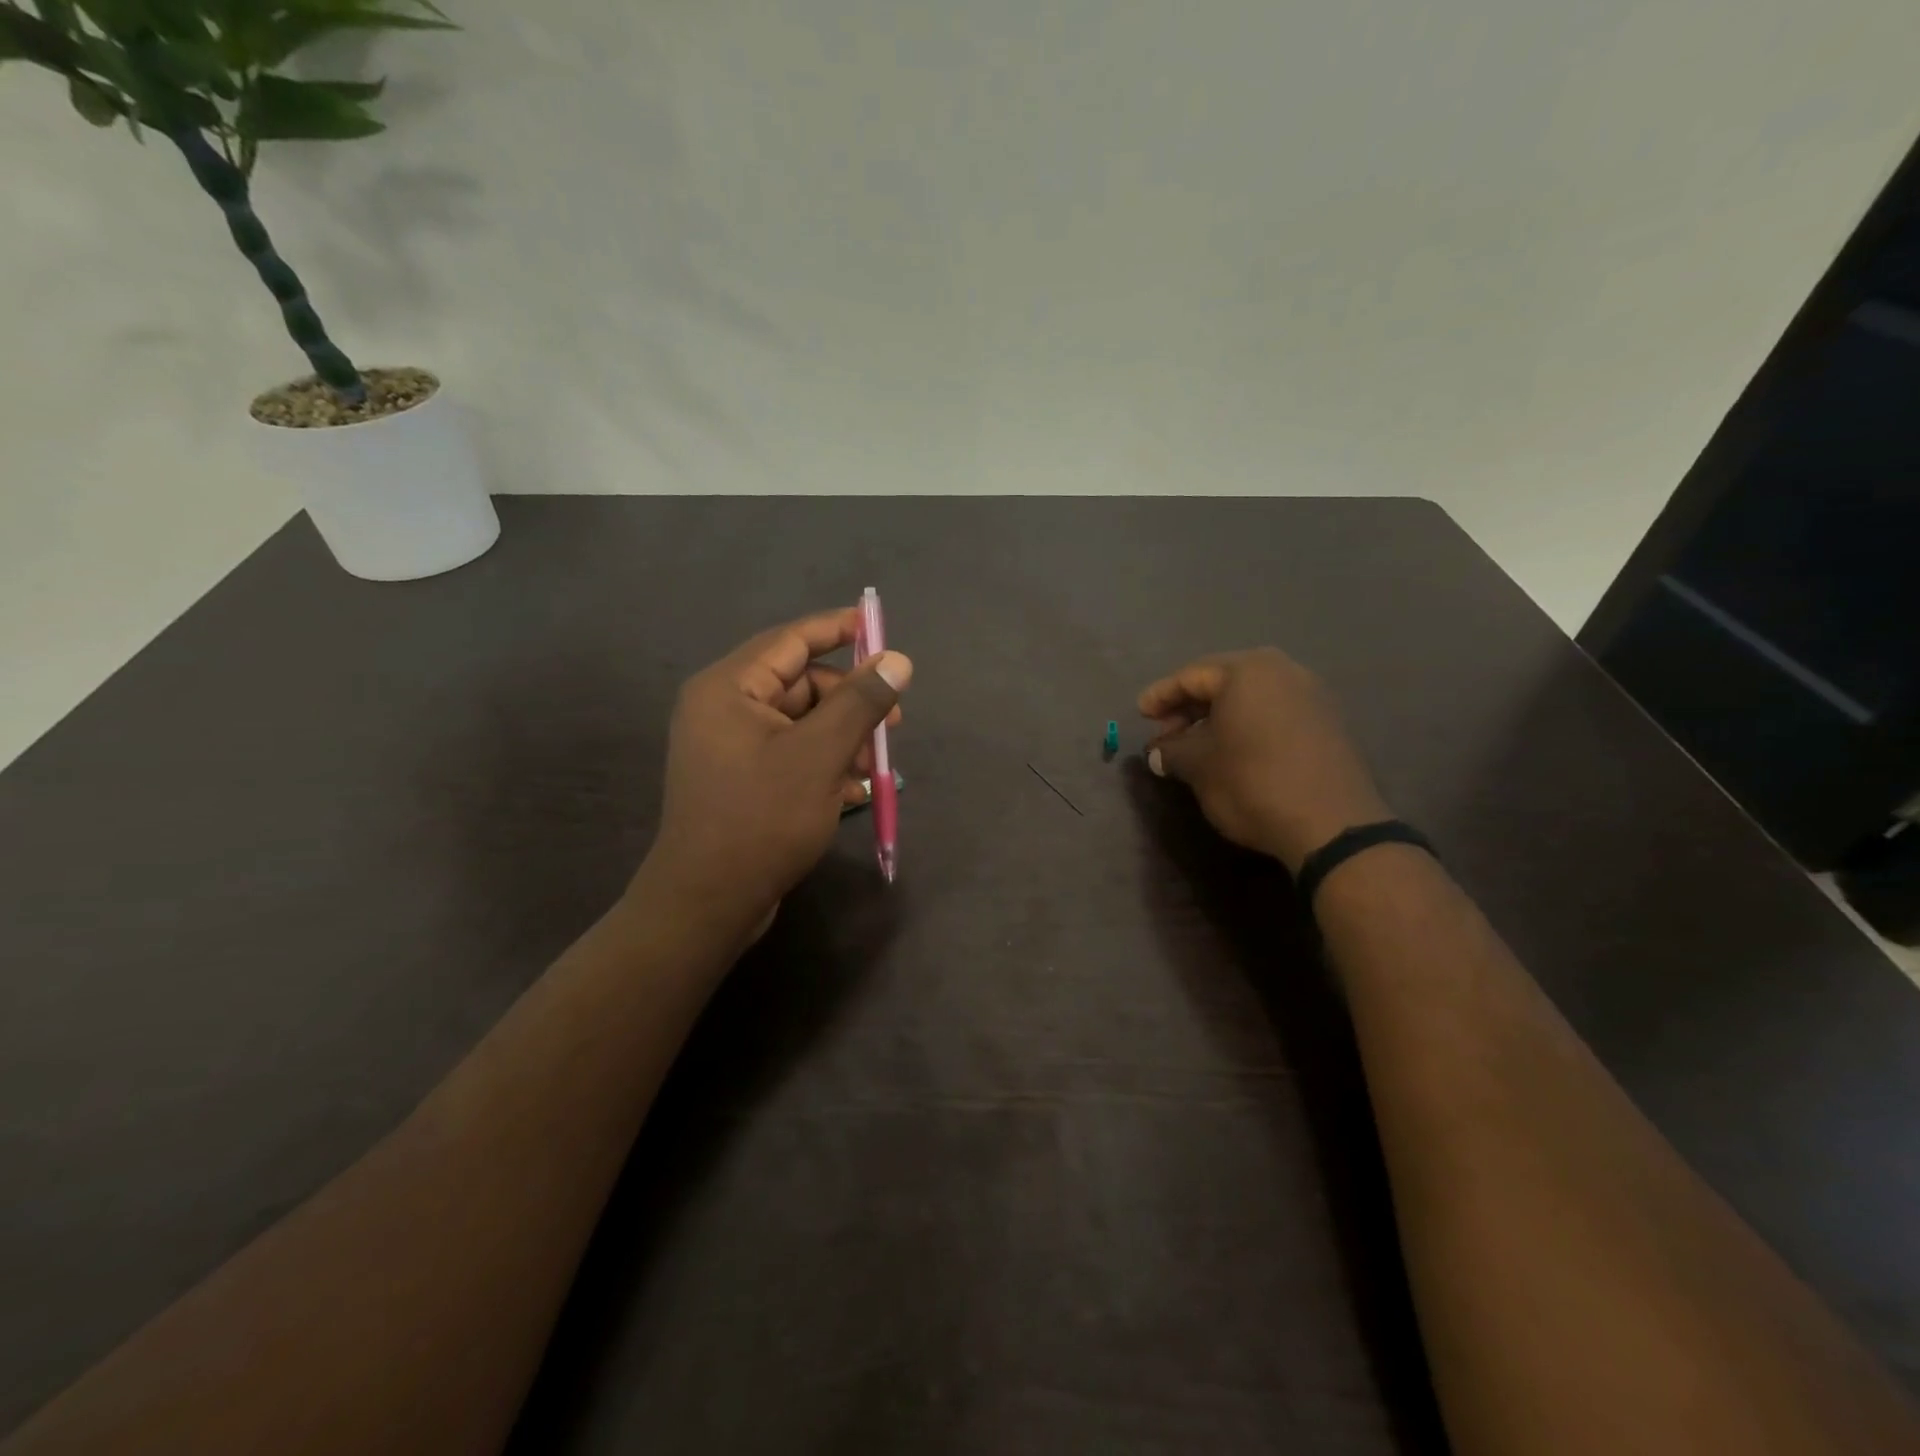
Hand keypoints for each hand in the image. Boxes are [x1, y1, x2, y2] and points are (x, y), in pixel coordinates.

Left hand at [635, 608, 911, 945]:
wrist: (708, 903)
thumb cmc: (762, 819)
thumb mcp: (821, 754)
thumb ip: (860, 701)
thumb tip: (897, 659)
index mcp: (729, 688)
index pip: (791, 640)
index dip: (838, 629)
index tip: (880, 628)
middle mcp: (723, 709)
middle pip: (800, 684)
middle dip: (850, 702)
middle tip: (893, 725)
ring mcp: (730, 747)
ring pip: (801, 723)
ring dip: (842, 738)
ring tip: (873, 769)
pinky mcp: (741, 780)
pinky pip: (791, 754)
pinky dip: (824, 763)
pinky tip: (854, 791)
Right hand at [1139, 648, 1388, 871]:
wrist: (1331, 825)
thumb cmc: (1252, 782)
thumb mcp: (1199, 766)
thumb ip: (1172, 751)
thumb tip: (1158, 752)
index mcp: (1248, 670)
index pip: (1191, 676)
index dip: (1161, 696)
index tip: (1140, 714)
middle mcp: (1283, 671)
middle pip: (1223, 681)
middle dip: (1189, 707)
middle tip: (1166, 733)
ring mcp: (1312, 696)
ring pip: (1250, 698)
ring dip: (1218, 718)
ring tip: (1195, 746)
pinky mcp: (1328, 724)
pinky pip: (1275, 713)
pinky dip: (1247, 726)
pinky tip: (1232, 752)